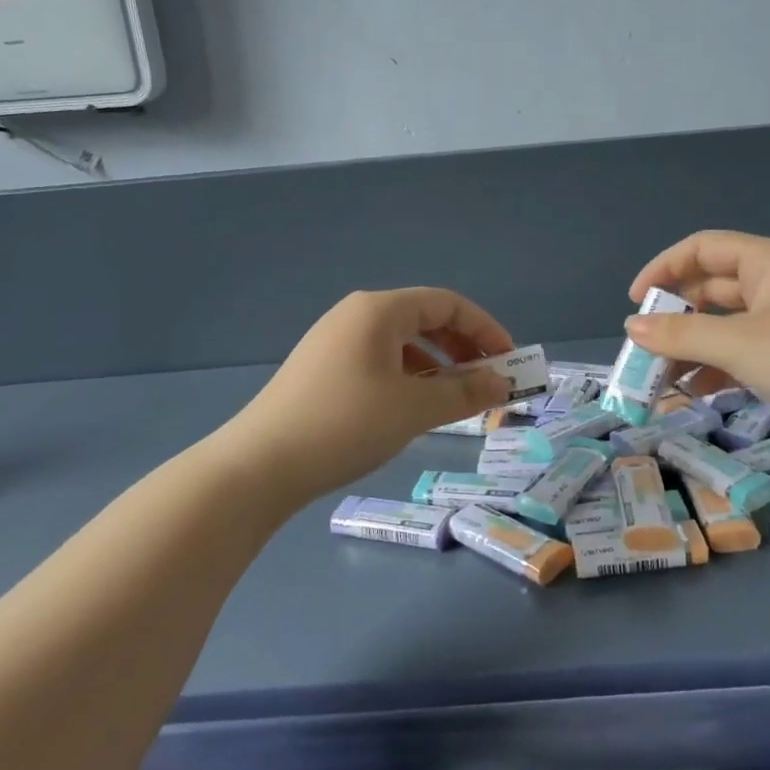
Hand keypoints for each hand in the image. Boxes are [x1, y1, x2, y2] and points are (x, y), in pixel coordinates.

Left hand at [216, 288, 515, 502]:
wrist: (259, 465)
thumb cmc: (345, 425)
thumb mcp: (414, 409)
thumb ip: (464, 391)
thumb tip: (503, 382)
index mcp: (379, 310)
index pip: (448, 304)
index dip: (486, 329)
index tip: (510, 362)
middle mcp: (357, 315)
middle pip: (425, 319)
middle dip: (463, 348)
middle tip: (488, 382)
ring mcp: (335, 341)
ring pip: (402, 343)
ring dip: (437, 365)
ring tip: (456, 399)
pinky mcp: (322, 368)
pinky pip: (380, 360)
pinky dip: (408, 377)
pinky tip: (414, 407)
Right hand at [624, 231, 769, 471]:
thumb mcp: (741, 345)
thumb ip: (681, 335)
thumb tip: (632, 328)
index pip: (705, 248)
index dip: (664, 268)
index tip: (635, 302)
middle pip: (713, 288)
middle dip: (676, 317)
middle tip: (643, 348)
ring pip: (727, 326)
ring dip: (693, 347)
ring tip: (661, 378)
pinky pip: (745, 353)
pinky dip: (718, 368)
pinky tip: (695, 393)